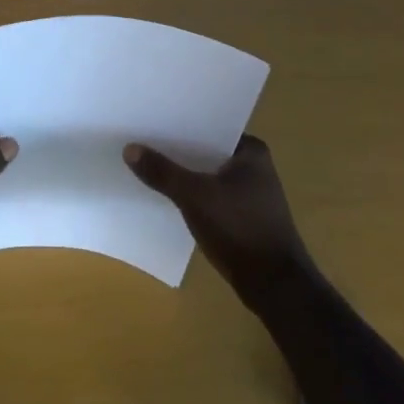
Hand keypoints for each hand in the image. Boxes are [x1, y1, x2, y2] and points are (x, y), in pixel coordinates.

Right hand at [124, 134, 316, 305]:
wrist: (274, 286)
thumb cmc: (240, 229)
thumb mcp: (195, 197)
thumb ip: (163, 172)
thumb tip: (129, 148)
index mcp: (251, 151)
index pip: (209, 125)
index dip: (180, 122)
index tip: (151, 117)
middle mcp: (253, 166)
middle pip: (205, 150)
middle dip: (177, 148)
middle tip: (141, 138)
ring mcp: (248, 193)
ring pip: (205, 173)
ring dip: (182, 172)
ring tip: (147, 162)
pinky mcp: (241, 215)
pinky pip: (208, 194)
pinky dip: (190, 192)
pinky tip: (165, 193)